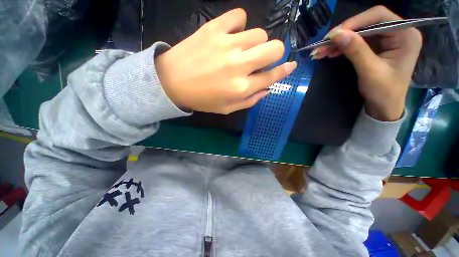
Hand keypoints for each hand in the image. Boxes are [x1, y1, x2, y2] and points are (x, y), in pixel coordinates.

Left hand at [155, 8, 296, 113]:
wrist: (172, 82)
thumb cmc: (202, 99)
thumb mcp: (227, 108)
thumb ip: (249, 101)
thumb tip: (266, 89)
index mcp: (242, 88)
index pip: (271, 77)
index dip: (284, 71)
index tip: (290, 66)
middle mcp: (239, 65)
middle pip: (273, 48)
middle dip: (275, 53)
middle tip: (263, 58)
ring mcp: (227, 44)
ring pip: (259, 33)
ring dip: (256, 43)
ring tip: (243, 50)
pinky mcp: (214, 29)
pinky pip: (238, 16)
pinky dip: (240, 24)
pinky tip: (233, 34)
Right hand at [311, 6, 421, 120]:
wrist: (384, 106)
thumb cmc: (384, 92)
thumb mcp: (370, 71)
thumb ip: (356, 50)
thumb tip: (337, 34)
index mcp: (406, 35)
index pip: (379, 16)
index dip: (355, 22)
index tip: (334, 34)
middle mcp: (398, 32)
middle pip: (366, 23)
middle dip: (343, 34)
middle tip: (323, 44)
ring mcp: (387, 39)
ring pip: (359, 33)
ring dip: (339, 41)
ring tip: (321, 50)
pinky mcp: (377, 47)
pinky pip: (357, 42)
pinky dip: (342, 47)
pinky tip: (330, 52)